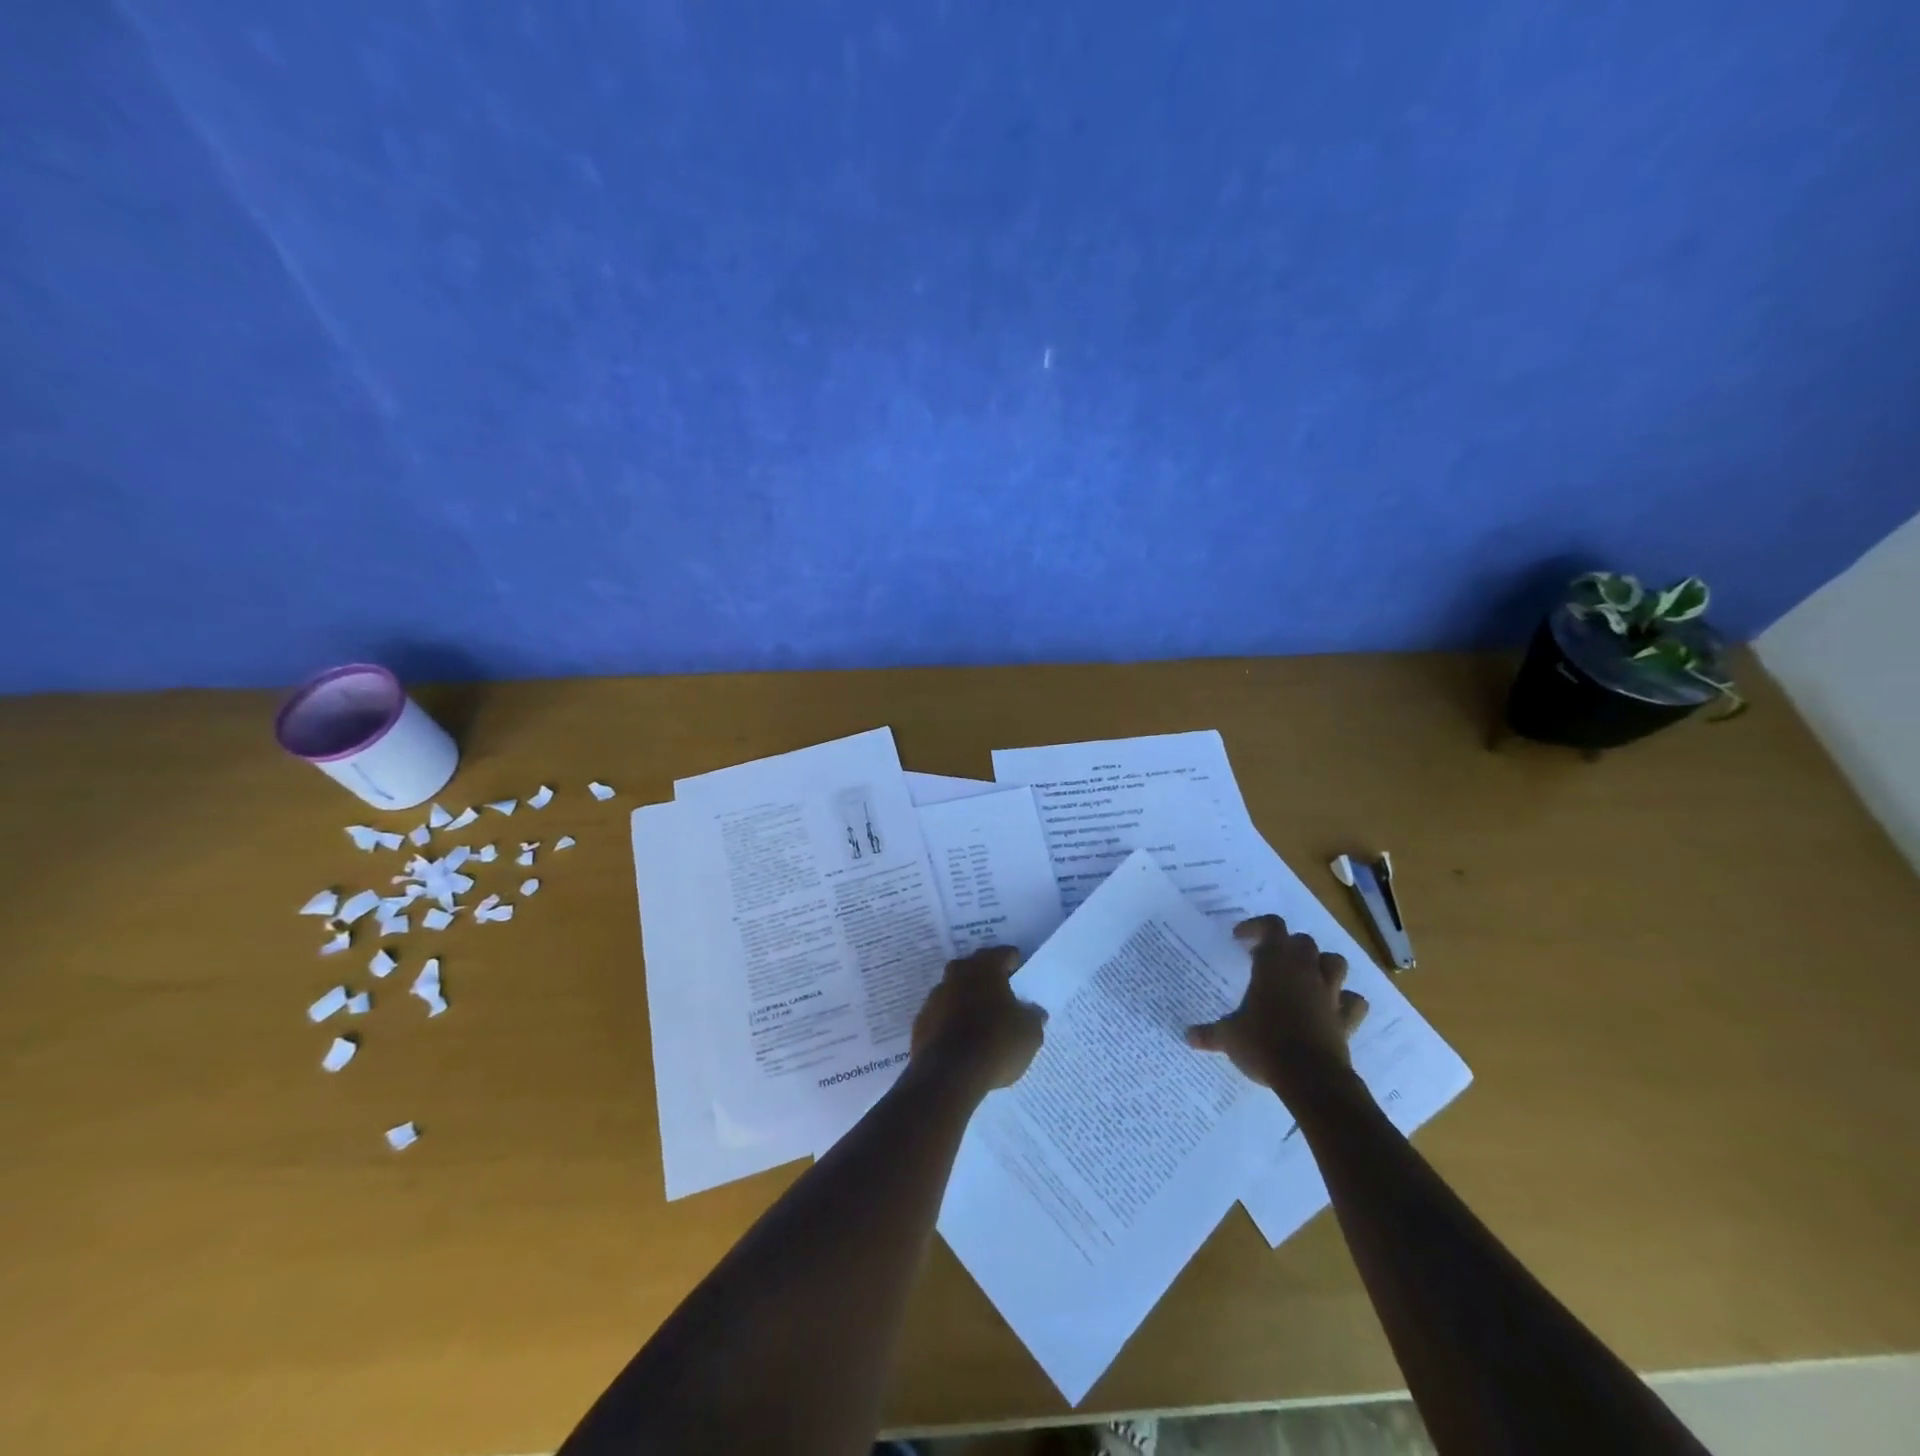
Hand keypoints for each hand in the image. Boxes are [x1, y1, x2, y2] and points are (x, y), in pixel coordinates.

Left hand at [911, 946, 1045, 1093]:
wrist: (948, 1074)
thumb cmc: (996, 1043)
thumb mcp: (1030, 1033)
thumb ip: (1033, 1016)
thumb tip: (1034, 1011)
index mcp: (986, 967)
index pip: (1004, 954)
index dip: (1015, 963)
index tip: (1021, 976)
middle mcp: (958, 973)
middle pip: (976, 967)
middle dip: (988, 978)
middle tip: (1003, 996)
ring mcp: (936, 995)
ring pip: (956, 989)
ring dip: (967, 999)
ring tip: (981, 1020)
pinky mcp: (922, 1020)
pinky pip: (942, 1013)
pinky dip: (951, 1020)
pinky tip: (961, 1039)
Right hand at [1185, 916, 1367, 1102]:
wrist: (1309, 1077)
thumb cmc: (1263, 1045)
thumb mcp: (1229, 1037)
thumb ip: (1209, 1033)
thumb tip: (1187, 1036)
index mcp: (1274, 964)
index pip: (1271, 926)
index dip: (1256, 927)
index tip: (1240, 939)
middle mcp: (1304, 971)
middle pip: (1303, 941)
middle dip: (1287, 946)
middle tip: (1268, 961)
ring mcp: (1329, 994)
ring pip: (1335, 963)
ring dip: (1321, 965)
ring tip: (1305, 976)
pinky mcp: (1346, 1018)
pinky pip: (1354, 1002)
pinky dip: (1346, 1001)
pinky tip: (1333, 1008)